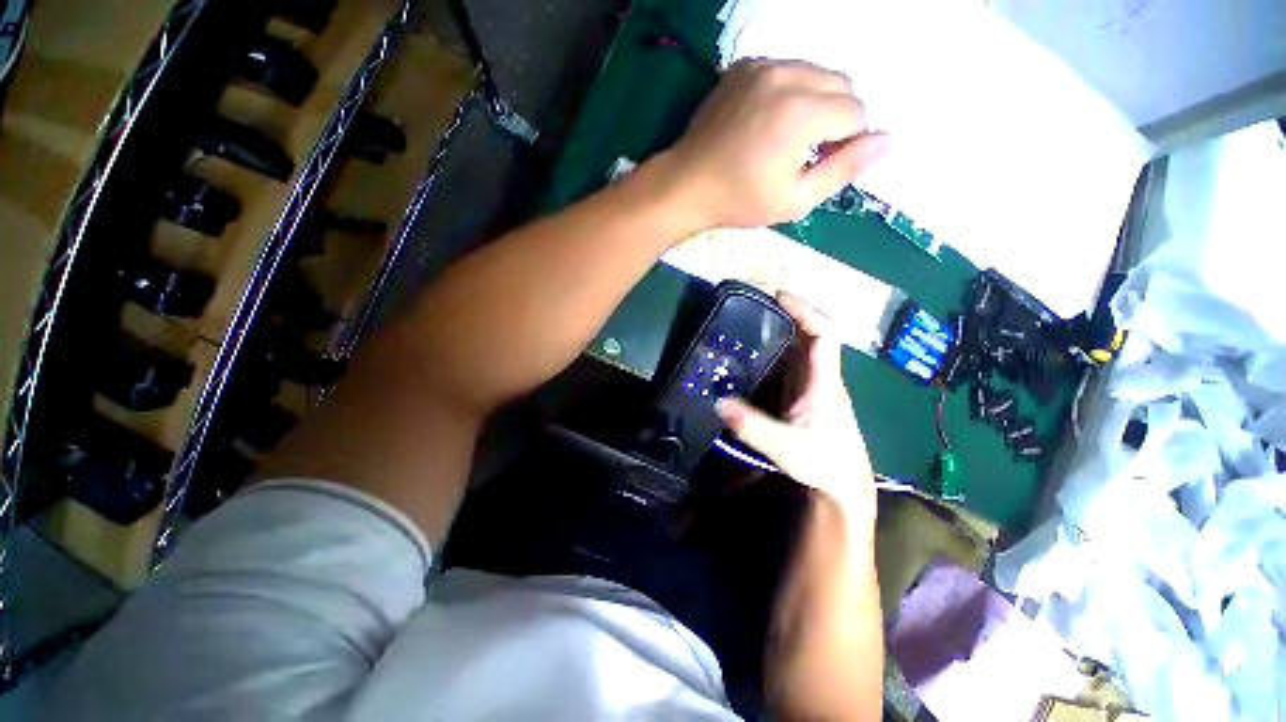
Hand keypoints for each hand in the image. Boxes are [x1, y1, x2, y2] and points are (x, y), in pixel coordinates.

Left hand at [662, 59, 889, 228]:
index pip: (856, 114)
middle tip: (806, 152)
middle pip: (843, 85)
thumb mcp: (794, 200)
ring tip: (787, 137)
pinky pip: (788, 69)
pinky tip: (769, 120)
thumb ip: (844, 170)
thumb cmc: (739, 200)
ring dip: (816, 102)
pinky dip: (791, 91)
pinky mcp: (745, 66)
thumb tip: (888, 140)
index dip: (846, 143)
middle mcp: (787, 76)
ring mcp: (763, 66)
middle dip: (837, 119)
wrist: (687, 184)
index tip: (818, 165)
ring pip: (817, 73)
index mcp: (802, 112)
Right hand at [716, 293, 875, 527]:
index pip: (824, 335)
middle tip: (754, 306)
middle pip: (810, 336)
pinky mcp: (804, 396)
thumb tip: (719, 403)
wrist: (844, 485)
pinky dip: (774, 353)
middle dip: (786, 315)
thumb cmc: (824, 465)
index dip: (805, 311)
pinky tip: (753, 356)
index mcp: (824, 383)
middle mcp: (821, 378)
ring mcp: (813, 386)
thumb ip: (753, 427)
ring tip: (748, 324)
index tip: (779, 296)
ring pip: (799, 350)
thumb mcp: (787, 449)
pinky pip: (790, 365)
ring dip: (779, 332)